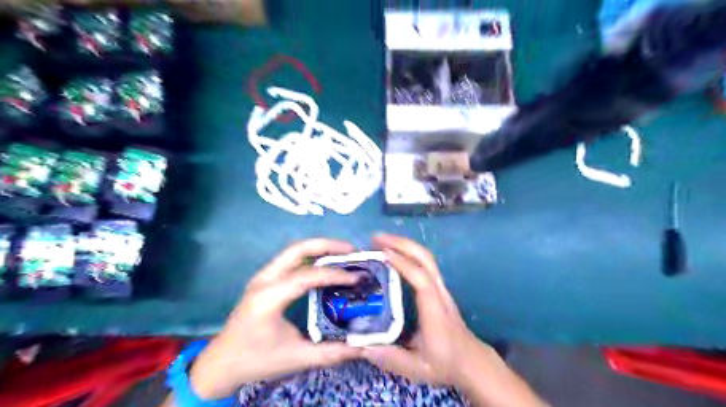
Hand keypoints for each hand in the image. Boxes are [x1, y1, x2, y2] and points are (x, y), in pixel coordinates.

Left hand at [188, 238, 362, 400]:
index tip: (357, 278)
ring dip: (319, 248)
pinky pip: (290, 260)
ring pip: (294, 251)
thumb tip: (362, 347)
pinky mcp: (264, 280)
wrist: (220, 364)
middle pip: (298, 249)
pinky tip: (325, 265)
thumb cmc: (255, 360)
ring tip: (343, 254)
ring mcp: (262, 277)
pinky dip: (311, 256)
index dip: (335, 275)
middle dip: (327, 245)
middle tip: (352, 251)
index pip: (307, 276)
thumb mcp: (295, 359)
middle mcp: (264, 280)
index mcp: (268, 297)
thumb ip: (330, 352)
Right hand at [363, 233, 543, 406]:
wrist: (470, 360)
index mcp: (434, 309)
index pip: (421, 280)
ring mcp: (440, 288)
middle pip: (426, 259)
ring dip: (404, 244)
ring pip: (426, 257)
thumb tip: (360, 346)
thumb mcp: (417, 368)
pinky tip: (393, 253)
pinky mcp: (438, 288)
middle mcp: (439, 292)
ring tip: (381, 241)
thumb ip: (390, 358)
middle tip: (376, 238)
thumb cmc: (445, 362)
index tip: (382, 253)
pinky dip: (408, 252)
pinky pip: (424, 263)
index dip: (403, 264)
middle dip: (401, 244)